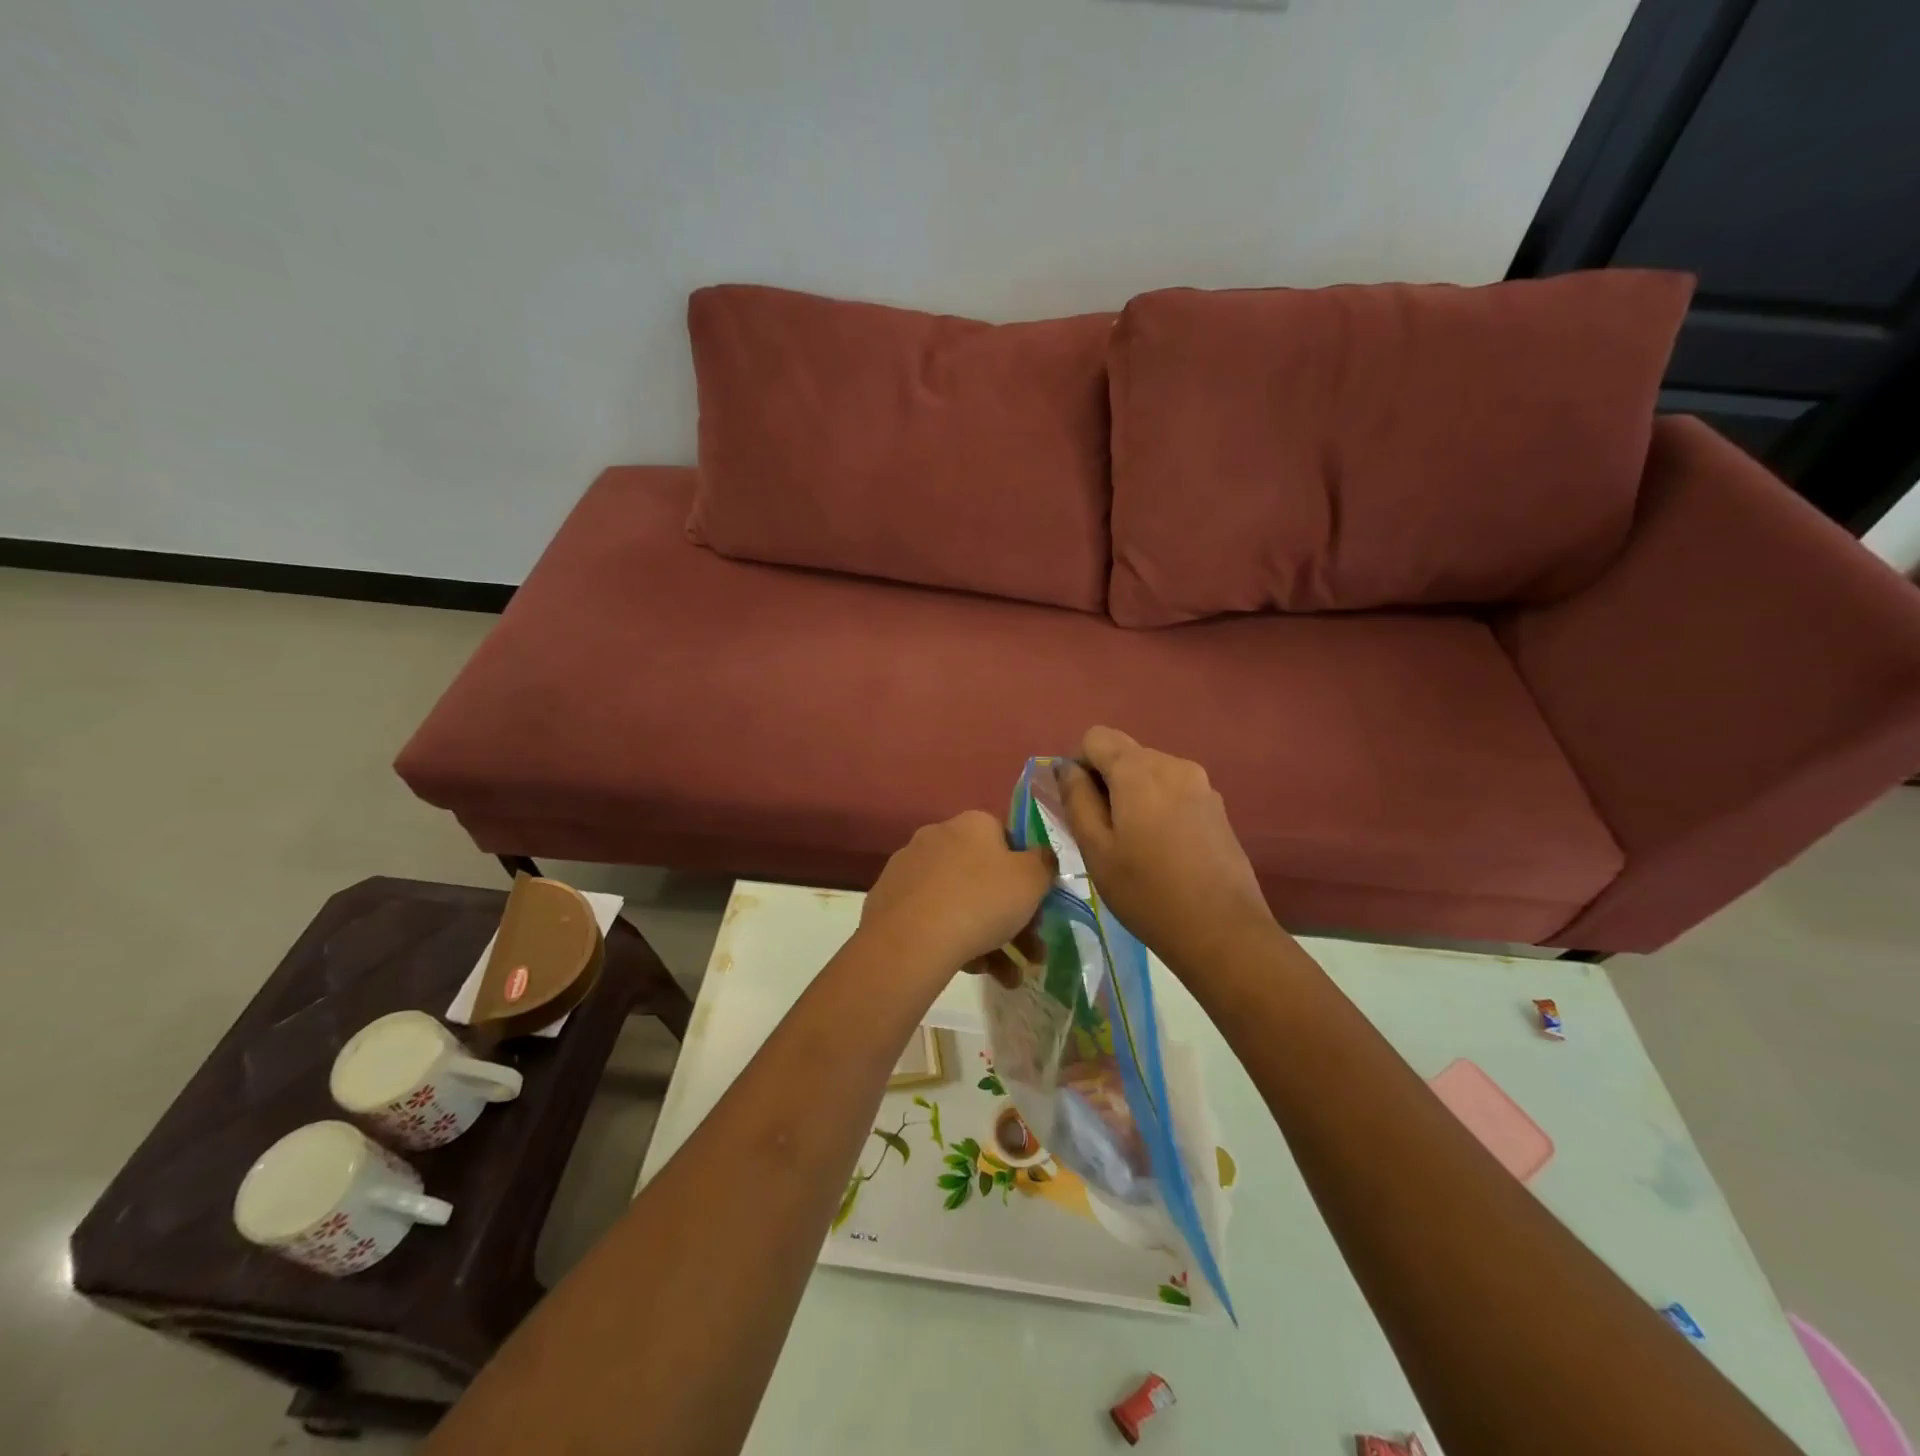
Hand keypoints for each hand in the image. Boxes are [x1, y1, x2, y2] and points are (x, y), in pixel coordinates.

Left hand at [861, 811, 1052, 977]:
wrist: (911, 939)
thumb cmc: (982, 900)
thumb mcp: (1032, 880)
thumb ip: (1044, 864)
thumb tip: (1041, 857)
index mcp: (972, 824)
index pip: (1007, 841)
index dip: (1027, 875)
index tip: (1037, 908)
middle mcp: (938, 836)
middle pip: (985, 877)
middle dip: (1013, 918)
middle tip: (1031, 954)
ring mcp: (909, 868)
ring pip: (961, 902)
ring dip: (991, 939)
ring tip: (1007, 978)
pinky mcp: (889, 900)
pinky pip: (933, 918)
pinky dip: (956, 941)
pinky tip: (973, 970)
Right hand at [1057, 727, 1278, 973]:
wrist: (1223, 931)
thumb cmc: (1146, 892)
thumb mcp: (1096, 849)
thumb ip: (1077, 799)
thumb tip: (1066, 766)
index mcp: (1139, 770)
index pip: (1096, 737)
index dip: (1079, 764)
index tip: (1080, 805)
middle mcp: (1173, 764)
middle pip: (1125, 753)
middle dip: (1106, 781)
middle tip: (1102, 833)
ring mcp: (1201, 784)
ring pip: (1150, 773)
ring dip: (1133, 795)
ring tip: (1134, 845)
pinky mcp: (1217, 807)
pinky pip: (1174, 791)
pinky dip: (1158, 807)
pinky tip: (1163, 850)